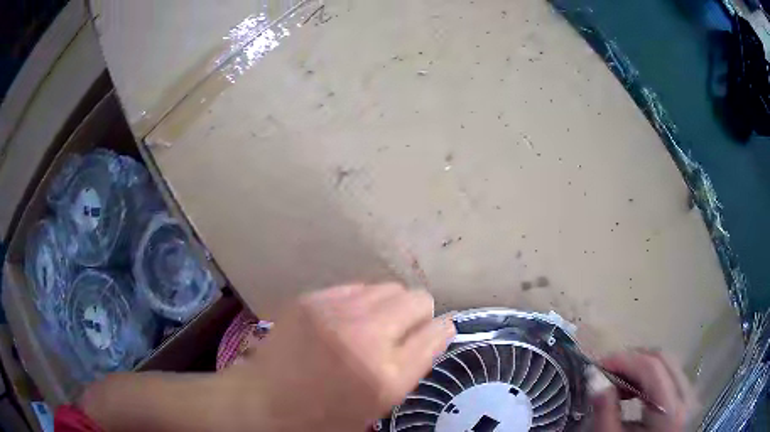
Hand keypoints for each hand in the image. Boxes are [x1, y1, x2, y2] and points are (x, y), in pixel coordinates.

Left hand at [223, 283, 455, 431]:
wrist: (264, 401)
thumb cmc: (325, 414)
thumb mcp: (379, 405)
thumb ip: (411, 367)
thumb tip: (433, 332)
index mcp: (387, 375)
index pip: (438, 332)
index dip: (441, 330)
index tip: (435, 332)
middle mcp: (367, 337)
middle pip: (418, 299)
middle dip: (418, 314)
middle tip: (401, 332)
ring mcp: (336, 312)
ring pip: (389, 287)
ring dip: (389, 306)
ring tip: (372, 325)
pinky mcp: (313, 298)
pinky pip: (357, 286)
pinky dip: (361, 301)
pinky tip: (346, 319)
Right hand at [590, 349, 695, 430]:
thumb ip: (606, 413)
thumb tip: (595, 380)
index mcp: (671, 411)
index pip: (652, 367)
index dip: (625, 359)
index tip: (599, 364)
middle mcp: (687, 397)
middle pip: (663, 360)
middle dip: (633, 360)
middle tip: (607, 371)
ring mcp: (690, 397)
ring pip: (668, 365)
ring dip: (641, 368)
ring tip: (617, 382)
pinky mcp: (687, 400)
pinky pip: (671, 376)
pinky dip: (650, 378)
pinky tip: (633, 391)